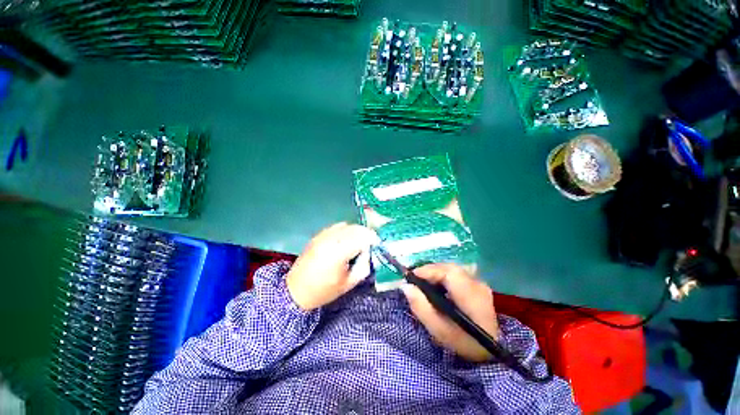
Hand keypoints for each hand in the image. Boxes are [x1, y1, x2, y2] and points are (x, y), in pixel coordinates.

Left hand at [287, 223, 379, 310]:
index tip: (378, 244)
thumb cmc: (323, 291)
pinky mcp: (318, 235)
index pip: (361, 237)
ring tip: (359, 241)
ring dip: (356, 231)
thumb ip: (363, 266)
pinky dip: (346, 230)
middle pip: (355, 228)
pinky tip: (346, 239)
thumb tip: (370, 252)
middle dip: (366, 234)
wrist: (295, 291)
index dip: (373, 239)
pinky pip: (337, 226)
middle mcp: (330, 240)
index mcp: (338, 253)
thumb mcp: (348, 283)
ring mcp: (323, 235)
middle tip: (371, 243)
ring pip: (347, 225)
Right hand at [402, 263, 497, 362]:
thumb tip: (405, 286)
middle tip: (415, 280)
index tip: (411, 277)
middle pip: (449, 268)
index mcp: (471, 296)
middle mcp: (477, 284)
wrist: (490, 351)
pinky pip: (455, 274)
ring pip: (451, 269)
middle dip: (429, 271)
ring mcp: (478, 283)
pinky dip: (442, 276)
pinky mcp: (476, 284)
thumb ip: (421, 307)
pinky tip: (436, 286)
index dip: (428, 271)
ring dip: (435, 273)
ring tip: (423, 283)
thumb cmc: (463, 343)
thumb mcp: (439, 330)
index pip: (448, 273)